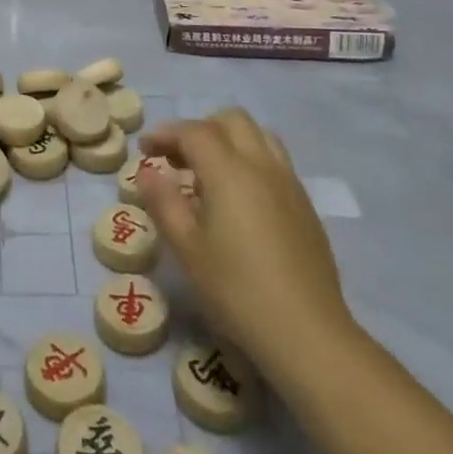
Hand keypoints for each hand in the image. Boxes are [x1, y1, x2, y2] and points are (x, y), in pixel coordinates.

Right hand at [137, 107, 353, 368]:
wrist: (307, 333)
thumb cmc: (236, 290)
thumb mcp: (186, 248)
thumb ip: (163, 201)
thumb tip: (147, 171)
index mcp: (229, 171)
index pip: (194, 131)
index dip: (165, 134)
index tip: (145, 151)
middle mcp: (262, 165)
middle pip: (231, 120)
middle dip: (199, 129)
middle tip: (177, 159)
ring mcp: (289, 183)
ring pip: (258, 135)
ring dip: (229, 140)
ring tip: (208, 171)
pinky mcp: (305, 205)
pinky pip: (275, 160)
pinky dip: (250, 160)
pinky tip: (239, 198)